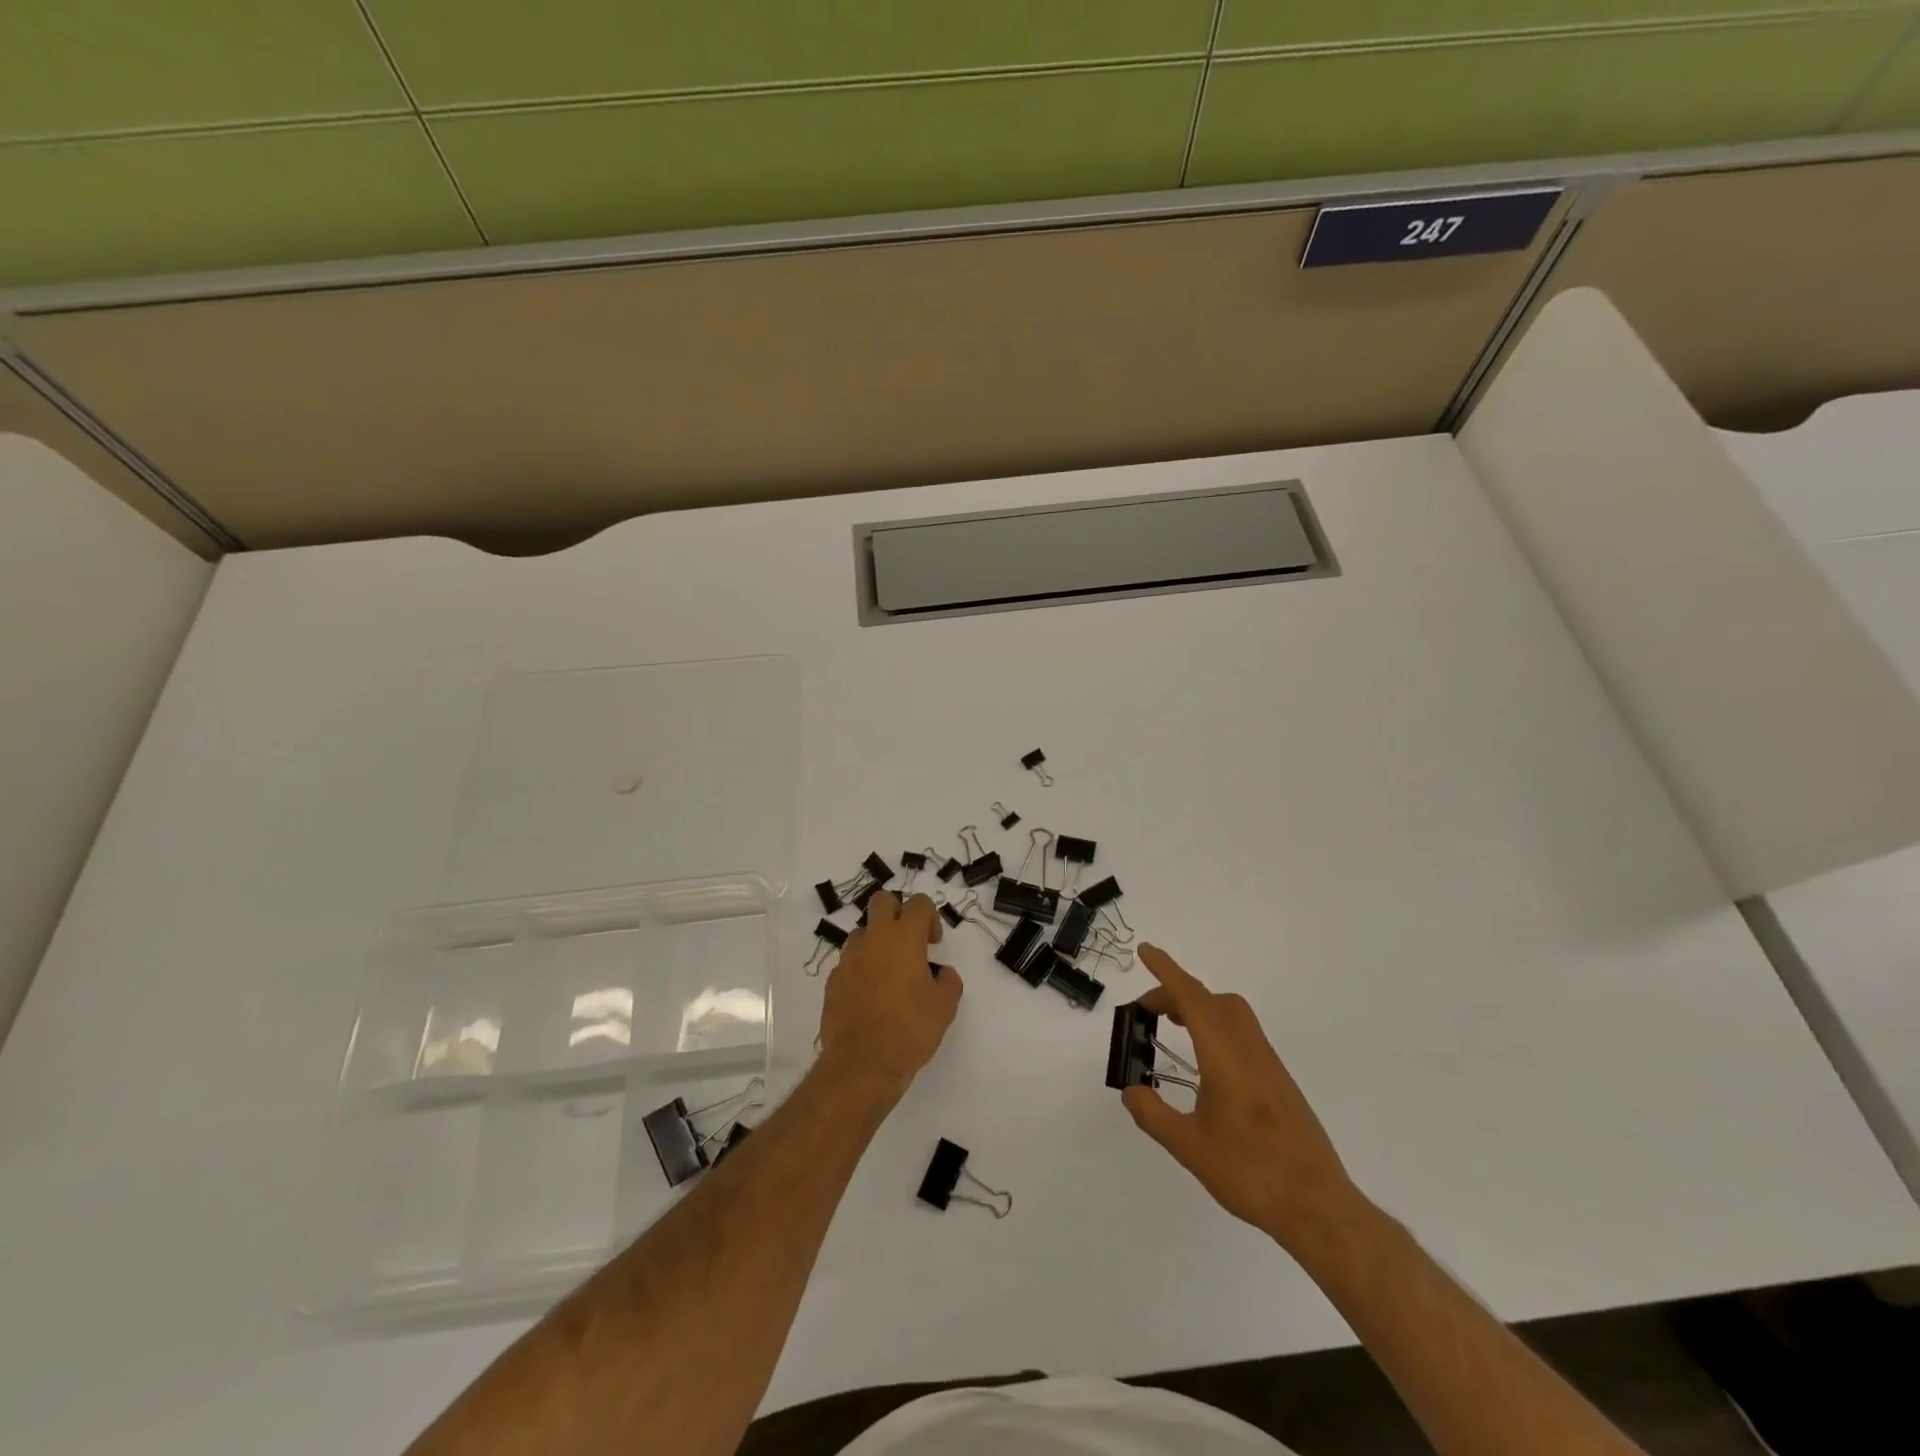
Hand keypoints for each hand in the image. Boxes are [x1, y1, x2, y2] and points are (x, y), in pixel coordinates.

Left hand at [817, 892, 962, 1101]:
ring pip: (863, 932)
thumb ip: (948, 982)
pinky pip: (849, 962)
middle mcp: (874, 939)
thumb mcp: (944, 1007)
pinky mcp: (833, 980)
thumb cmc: (910, 1029)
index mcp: (904, 937)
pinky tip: (871, 997)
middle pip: (882, 901)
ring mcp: (849, 958)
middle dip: (897, 912)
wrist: (862, 1063)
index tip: (933, 944)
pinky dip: (861, 969)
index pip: (919, 903)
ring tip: (889, 974)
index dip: (930, 918)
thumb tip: (942, 974)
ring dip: (877, 942)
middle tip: (909, 943)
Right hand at [1122, 945, 1365, 1257]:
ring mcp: (1269, 1065)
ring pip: (1232, 1014)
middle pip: (1212, 1001)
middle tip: (1147, 1011)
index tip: (1146, 950)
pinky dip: (1216, 1027)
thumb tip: (1131, 1090)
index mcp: (1225, 1057)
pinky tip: (1205, 1063)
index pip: (1192, 999)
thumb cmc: (1251, 1173)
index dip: (1166, 972)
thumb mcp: (1190, 1148)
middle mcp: (1249, 1050)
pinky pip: (1243, 1034)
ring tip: (1172, 1027)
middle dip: (1177, 993)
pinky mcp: (1280, 1082)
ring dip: (1199, 1008)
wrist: (1318, 1207)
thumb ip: (1154, 1115)